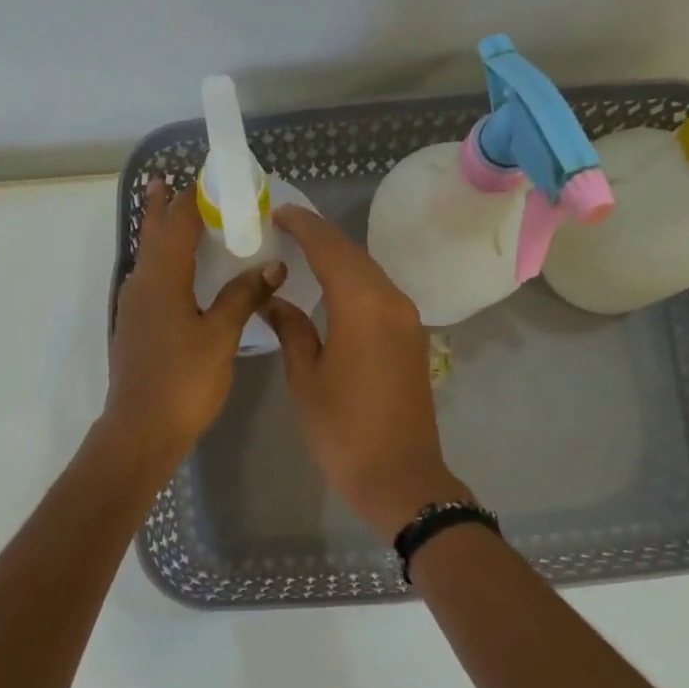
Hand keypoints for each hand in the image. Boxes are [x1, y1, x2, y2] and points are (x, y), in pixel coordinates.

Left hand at [103, 181, 284, 472]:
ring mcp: (134, 307)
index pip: (178, 224)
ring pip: (148, 259)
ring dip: (160, 235)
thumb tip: (271, 265)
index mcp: (162, 278)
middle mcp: (142, 284)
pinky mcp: (136, 327)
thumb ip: (243, 297)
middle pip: (153, 235)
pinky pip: (150, 281)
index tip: (209, 177)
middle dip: (163, 207)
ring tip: (174, 218)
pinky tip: (178, 277)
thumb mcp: (221, 336)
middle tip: (172, 181)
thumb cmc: (184, 380)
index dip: (193, 198)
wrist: (142, 429)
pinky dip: (164, 265)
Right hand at [263, 205, 471, 539]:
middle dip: (320, 238)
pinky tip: (332, 290)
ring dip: (339, 260)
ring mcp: (408, 320)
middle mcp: (392, 302)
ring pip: (370, 274)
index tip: (279, 211)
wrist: (399, 476)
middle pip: (354, 256)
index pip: (331, 249)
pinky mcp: (412, 339)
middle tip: (285, 228)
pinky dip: (354, 283)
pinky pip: (380, 296)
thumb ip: (292, 330)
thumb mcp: (306, 379)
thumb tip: (275, 300)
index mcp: (363, 306)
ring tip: (303, 253)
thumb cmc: (344, 430)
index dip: (304, 226)